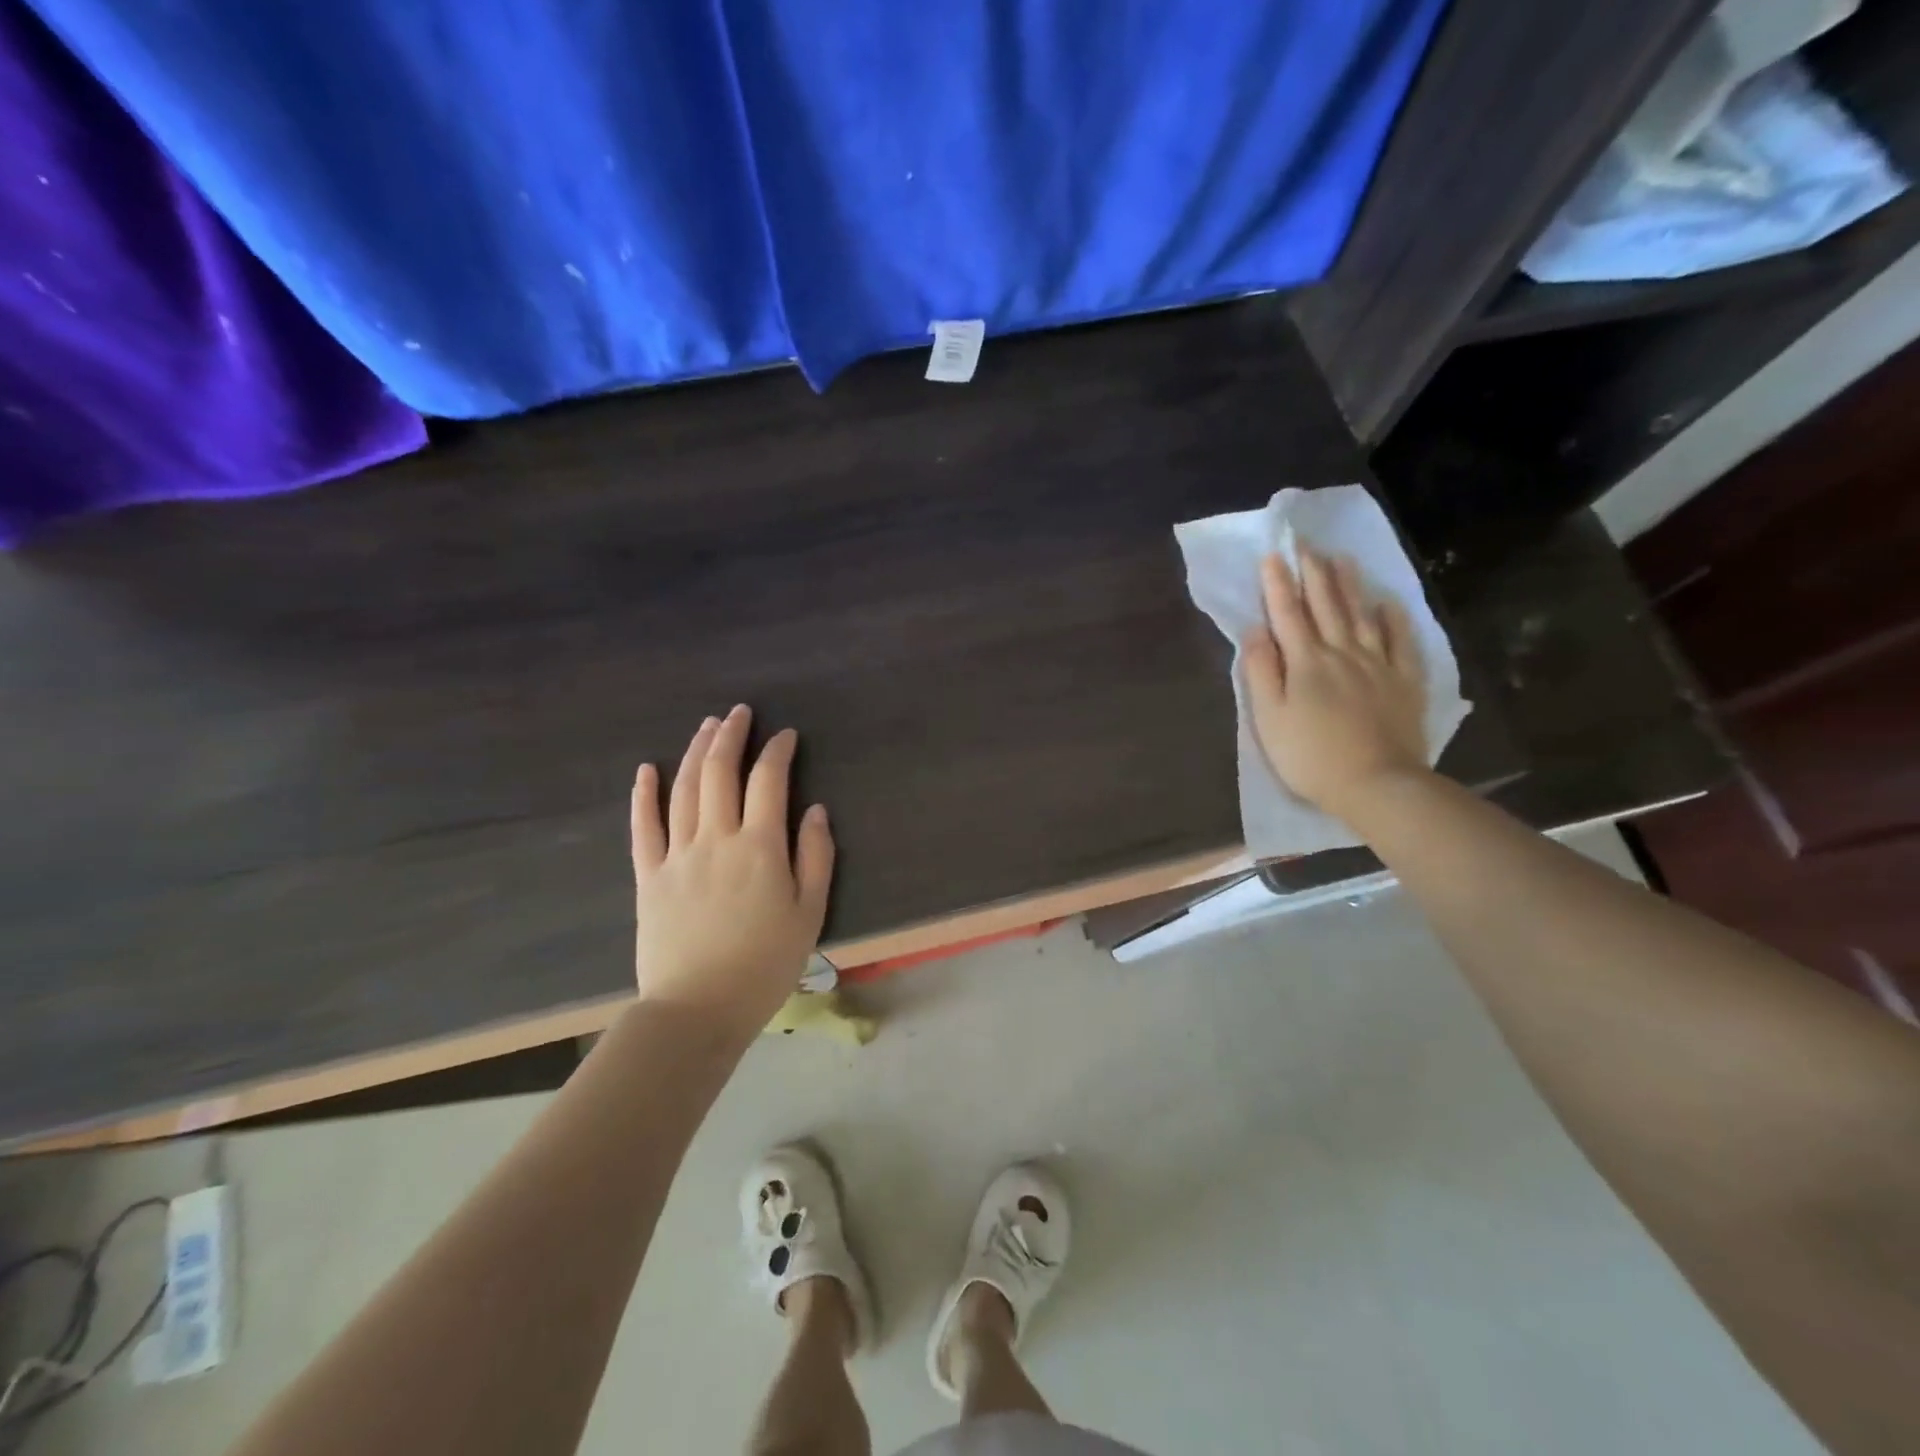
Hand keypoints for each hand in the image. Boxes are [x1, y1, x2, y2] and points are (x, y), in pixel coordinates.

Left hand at [630, 705, 834, 1041]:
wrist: (697, 1009)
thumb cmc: (765, 964)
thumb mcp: (810, 913)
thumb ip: (815, 856)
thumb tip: (815, 809)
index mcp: (760, 846)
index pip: (768, 780)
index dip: (777, 751)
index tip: (785, 735)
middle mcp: (716, 838)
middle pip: (720, 771)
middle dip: (731, 735)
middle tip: (738, 712)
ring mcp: (677, 854)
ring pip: (684, 789)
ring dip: (695, 752)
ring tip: (706, 727)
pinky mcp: (648, 876)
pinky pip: (643, 826)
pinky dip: (644, 794)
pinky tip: (647, 770)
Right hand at [1243, 547, 1428, 819]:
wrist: (1376, 784)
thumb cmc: (1310, 756)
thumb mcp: (1270, 718)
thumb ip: (1262, 672)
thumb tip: (1255, 631)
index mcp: (1305, 662)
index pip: (1288, 614)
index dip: (1278, 584)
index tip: (1272, 555)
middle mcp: (1342, 653)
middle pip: (1326, 606)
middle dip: (1313, 573)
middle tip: (1306, 544)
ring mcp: (1378, 665)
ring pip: (1362, 615)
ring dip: (1350, 585)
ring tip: (1341, 559)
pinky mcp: (1405, 682)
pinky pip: (1401, 642)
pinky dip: (1394, 619)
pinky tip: (1388, 603)